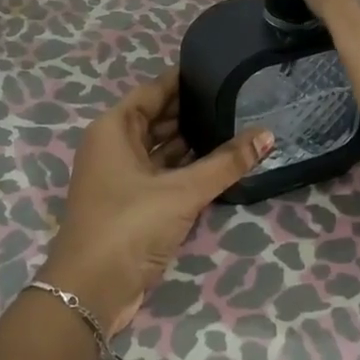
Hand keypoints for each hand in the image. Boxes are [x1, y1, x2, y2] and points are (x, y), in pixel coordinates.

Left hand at [40, 70, 272, 335]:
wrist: (91, 292)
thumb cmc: (129, 225)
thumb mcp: (182, 191)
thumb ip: (226, 163)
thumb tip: (268, 134)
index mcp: (114, 128)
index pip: (154, 90)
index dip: (184, 79)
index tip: (220, 68)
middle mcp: (115, 145)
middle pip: (159, 118)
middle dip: (193, 110)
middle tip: (237, 98)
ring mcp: (122, 175)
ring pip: (162, 147)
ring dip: (193, 141)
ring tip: (235, 125)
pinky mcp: (132, 202)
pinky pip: (163, 172)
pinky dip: (187, 167)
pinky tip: (219, 162)